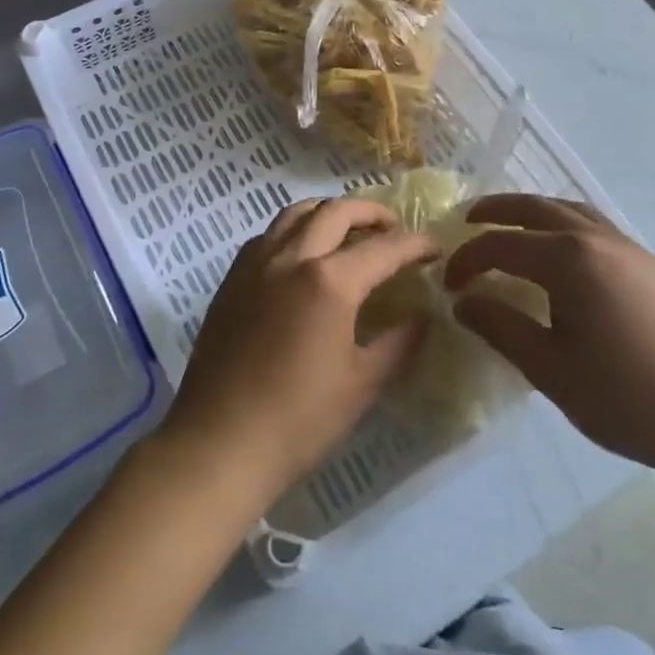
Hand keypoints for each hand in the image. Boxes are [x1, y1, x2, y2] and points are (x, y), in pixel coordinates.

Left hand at [156, 198, 438, 509]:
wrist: (219, 443)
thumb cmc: (298, 420)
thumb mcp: (362, 384)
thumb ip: (399, 342)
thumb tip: (421, 317)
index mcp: (329, 281)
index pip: (384, 247)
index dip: (416, 244)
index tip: (435, 248)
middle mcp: (291, 257)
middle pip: (337, 211)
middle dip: (373, 213)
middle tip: (394, 230)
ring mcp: (256, 264)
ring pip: (296, 213)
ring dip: (329, 212)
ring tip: (349, 232)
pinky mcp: (232, 279)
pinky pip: (268, 235)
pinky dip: (294, 230)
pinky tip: (303, 256)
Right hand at [444, 195, 654, 485]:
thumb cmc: (626, 398)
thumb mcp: (549, 369)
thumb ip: (501, 327)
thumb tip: (463, 302)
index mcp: (571, 260)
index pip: (502, 245)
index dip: (468, 260)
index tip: (448, 285)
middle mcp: (599, 239)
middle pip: (537, 208)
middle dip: (497, 211)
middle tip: (468, 221)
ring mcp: (630, 249)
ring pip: (571, 211)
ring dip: (533, 213)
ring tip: (510, 228)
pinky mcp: (650, 266)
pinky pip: (595, 228)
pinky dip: (563, 226)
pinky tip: (559, 256)